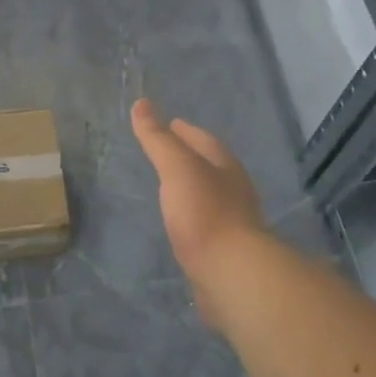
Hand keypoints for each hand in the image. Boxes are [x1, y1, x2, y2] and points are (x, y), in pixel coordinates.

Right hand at [131, 99, 266, 323]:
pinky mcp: (225, 250)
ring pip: (210, 195)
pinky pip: (205, 223)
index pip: (204, 140)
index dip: (185, 131)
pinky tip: (179, 222)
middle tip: (166, 151)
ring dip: (192, 187)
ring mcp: (233, 222)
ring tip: (170, 185)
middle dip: (191, 157)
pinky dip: (192, 215)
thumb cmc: (204, 213)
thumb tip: (141, 103)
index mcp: (225, 166)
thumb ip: (158, 138)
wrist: (230, 273)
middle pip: (211, 166)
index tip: (170, 123)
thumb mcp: (176, 167)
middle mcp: (234, 190)